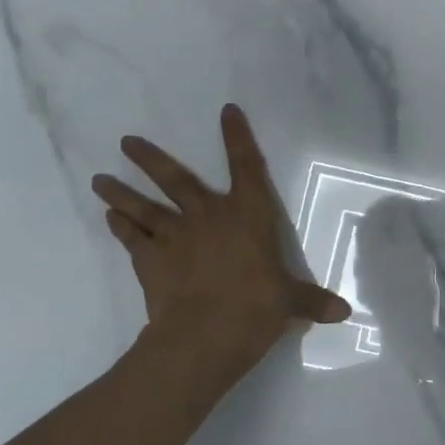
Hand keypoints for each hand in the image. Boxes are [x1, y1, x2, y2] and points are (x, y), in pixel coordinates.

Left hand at [91, 105, 349, 370]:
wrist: (206, 333)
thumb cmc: (257, 307)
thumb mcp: (291, 302)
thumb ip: (312, 302)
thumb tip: (344, 312)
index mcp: (248, 214)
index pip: (246, 166)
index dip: (238, 137)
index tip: (226, 111)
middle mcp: (208, 215)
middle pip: (175, 178)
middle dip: (150, 158)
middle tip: (125, 141)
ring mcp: (174, 236)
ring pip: (142, 206)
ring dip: (120, 192)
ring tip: (99, 179)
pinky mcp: (149, 260)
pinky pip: (131, 238)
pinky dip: (120, 228)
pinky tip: (109, 219)